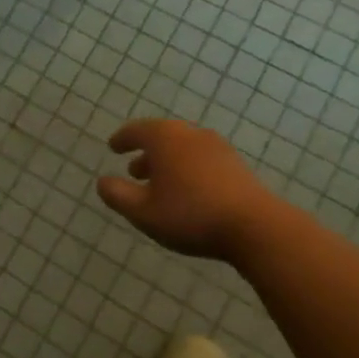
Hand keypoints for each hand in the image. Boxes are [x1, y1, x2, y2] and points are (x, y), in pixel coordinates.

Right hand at [97, 119, 282, 263]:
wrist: (255, 227)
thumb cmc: (190, 215)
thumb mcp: (142, 212)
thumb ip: (117, 195)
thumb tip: (103, 182)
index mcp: (164, 138)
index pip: (136, 130)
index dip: (122, 139)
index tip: (113, 147)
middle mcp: (190, 134)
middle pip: (162, 137)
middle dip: (146, 153)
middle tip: (134, 171)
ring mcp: (217, 148)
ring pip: (183, 149)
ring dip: (168, 163)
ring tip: (161, 185)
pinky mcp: (236, 165)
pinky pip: (202, 160)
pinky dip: (188, 169)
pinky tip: (189, 192)